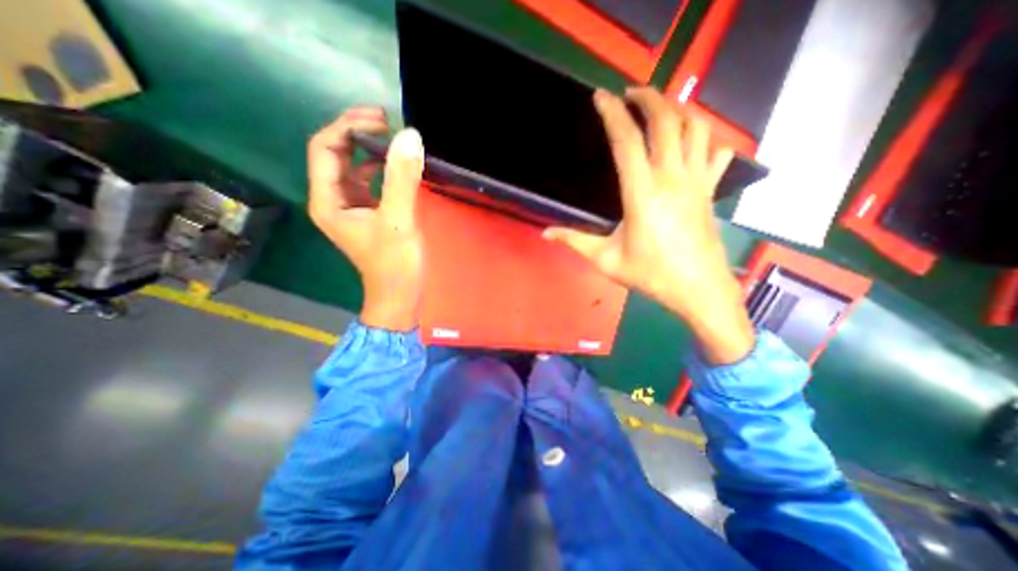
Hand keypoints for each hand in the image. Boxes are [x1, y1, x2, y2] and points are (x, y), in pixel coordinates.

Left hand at [306, 107, 425, 330]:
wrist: (400, 295)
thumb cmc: (395, 264)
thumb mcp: (399, 220)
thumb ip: (402, 179)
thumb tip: (410, 136)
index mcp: (328, 200)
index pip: (325, 148)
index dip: (348, 127)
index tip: (380, 120)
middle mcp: (332, 200)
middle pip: (334, 153)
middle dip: (356, 132)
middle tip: (386, 120)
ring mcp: (350, 207)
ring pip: (350, 166)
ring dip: (368, 148)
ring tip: (392, 137)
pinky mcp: (367, 213)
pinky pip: (366, 181)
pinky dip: (378, 167)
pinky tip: (394, 165)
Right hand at [549, 89, 754, 365]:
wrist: (698, 289)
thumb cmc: (650, 275)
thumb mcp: (606, 260)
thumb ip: (575, 241)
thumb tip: (546, 234)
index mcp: (641, 193)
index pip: (627, 141)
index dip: (612, 114)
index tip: (601, 97)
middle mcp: (672, 178)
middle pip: (666, 120)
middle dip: (648, 97)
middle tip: (630, 94)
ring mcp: (696, 181)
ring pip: (695, 127)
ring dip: (677, 109)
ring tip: (659, 109)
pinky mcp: (710, 190)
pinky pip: (715, 151)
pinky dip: (705, 138)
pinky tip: (691, 143)